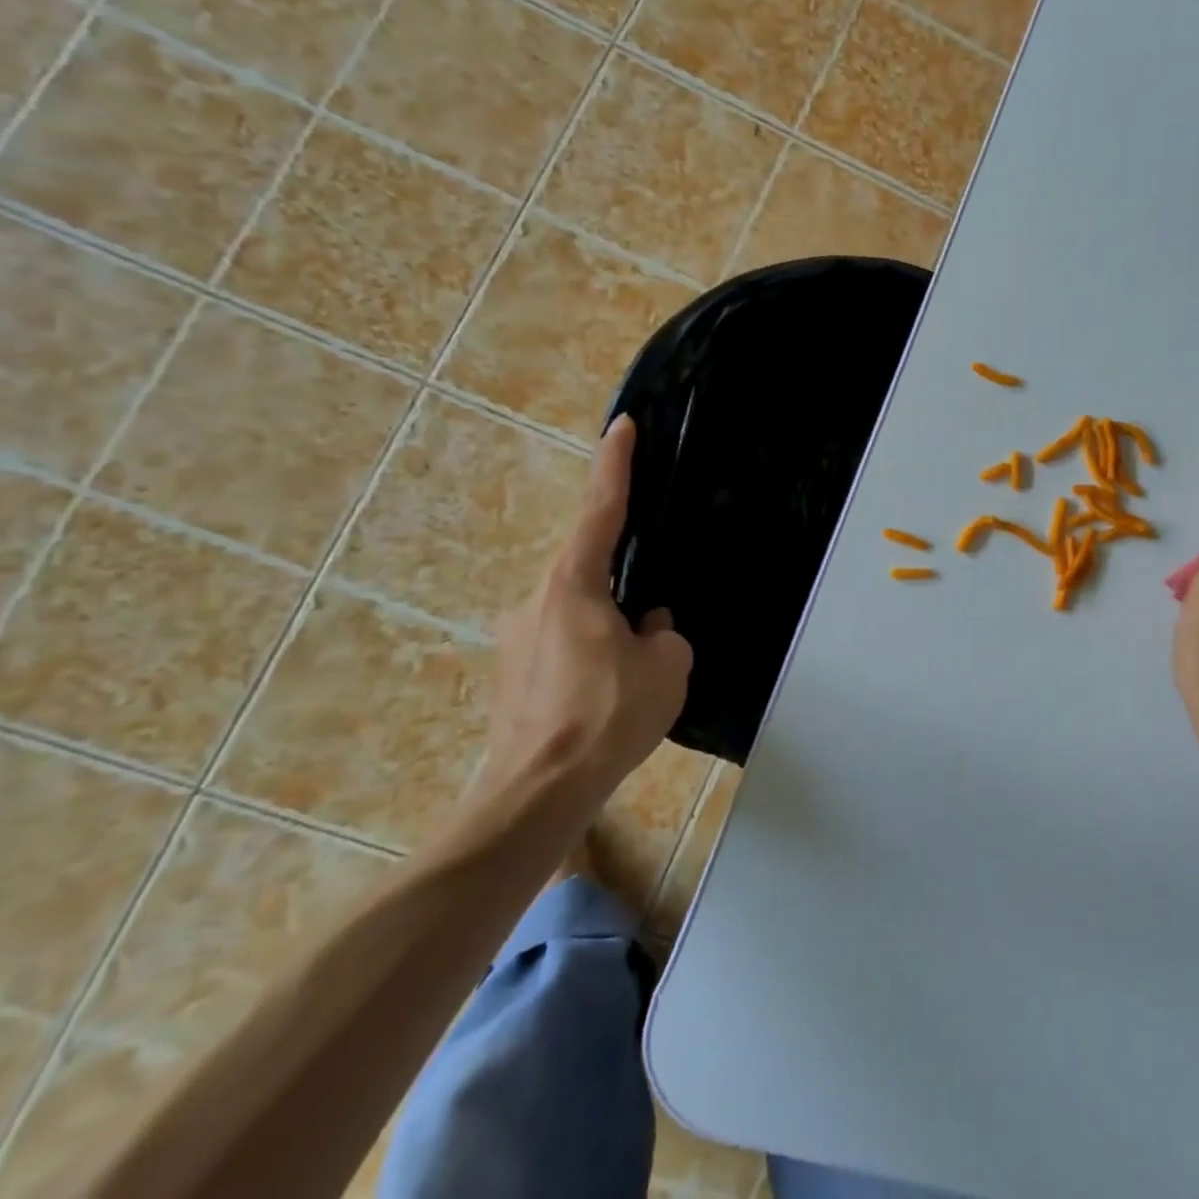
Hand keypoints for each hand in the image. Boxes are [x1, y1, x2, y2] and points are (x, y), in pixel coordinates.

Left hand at [483, 415, 691, 802]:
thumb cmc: (608, 716)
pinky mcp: (513, 673)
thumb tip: (645, 626)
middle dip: (624, 585)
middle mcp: (536, 600)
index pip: (600, 510)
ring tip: (635, 675)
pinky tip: (610, 694)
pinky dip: (593, 654)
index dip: (614, 465)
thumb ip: (663, 631)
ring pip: (580, 611)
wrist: (537, 791)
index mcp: (573, 585)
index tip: (621, 426)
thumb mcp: (667, 666)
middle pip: (589, 568)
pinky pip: (565, 643)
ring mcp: (517, 637)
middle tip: (652, 625)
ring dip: (610, 627)